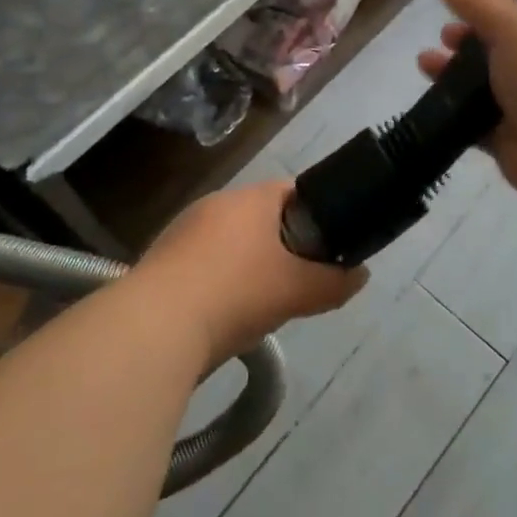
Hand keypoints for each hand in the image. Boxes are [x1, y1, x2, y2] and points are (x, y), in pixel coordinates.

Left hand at [136, 180, 366, 363]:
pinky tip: (222, 314)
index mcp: (250, 199)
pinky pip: (203, 262)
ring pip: (230, 241)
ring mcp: (183, 230)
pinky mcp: (162, 259)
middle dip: (282, 244)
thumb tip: (360, 275)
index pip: (292, 190)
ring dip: (248, 264)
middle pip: (261, 216)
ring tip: (261, 303)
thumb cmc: (235, 293)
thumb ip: (334, 282)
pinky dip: (218, 281)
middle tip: (298, 279)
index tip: (328, 243)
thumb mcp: (296, 291)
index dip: (316, 212)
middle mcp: (215, 204)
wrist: (155, 326)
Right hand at [417, 0, 516, 206]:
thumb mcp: (516, 26)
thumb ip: (480, 2)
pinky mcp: (511, 138)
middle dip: (473, 33)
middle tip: (445, 31)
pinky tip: (430, 99)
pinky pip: (476, 120)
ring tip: (425, 62)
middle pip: (507, 41)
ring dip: (456, 70)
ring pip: (487, 81)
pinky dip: (454, 111)